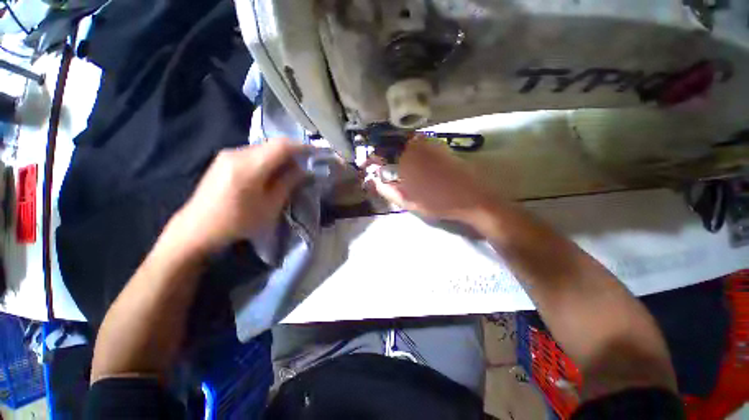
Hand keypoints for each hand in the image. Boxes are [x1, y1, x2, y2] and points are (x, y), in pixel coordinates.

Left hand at [173, 140, 307, 253]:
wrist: (197, 229)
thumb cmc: (238, 222)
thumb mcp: (270, 206)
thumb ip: (288, 183)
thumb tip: (304, 169)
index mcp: (248, 166)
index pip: (282, 146)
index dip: (302, 147)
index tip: (317, 153)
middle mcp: (236, 153)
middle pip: (272, 145)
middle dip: (293, 153)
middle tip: (307, 165)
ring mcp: (227, 155)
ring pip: (263, 149)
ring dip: (280, 157)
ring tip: (292, 171)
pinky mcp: (223, 160)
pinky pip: (253, 154)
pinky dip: (268, 160)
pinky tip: (272, 173)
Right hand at [366, 135, 499, 223]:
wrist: (473, 198)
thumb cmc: (438, 202)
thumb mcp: (409, 202)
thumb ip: (388, 190)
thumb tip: (374, 181)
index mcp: (406, 160)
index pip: (381, 153)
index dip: (371, 158)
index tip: (366, 164)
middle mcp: (416, 147)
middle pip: (392, 143)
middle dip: (381, 152)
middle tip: (379, 164)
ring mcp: (429, 144)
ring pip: (405, 141)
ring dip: (395, 149)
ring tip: (392, 163)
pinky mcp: (440, 146)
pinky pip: (418, 142)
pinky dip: (409, 147)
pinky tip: (410, 159)